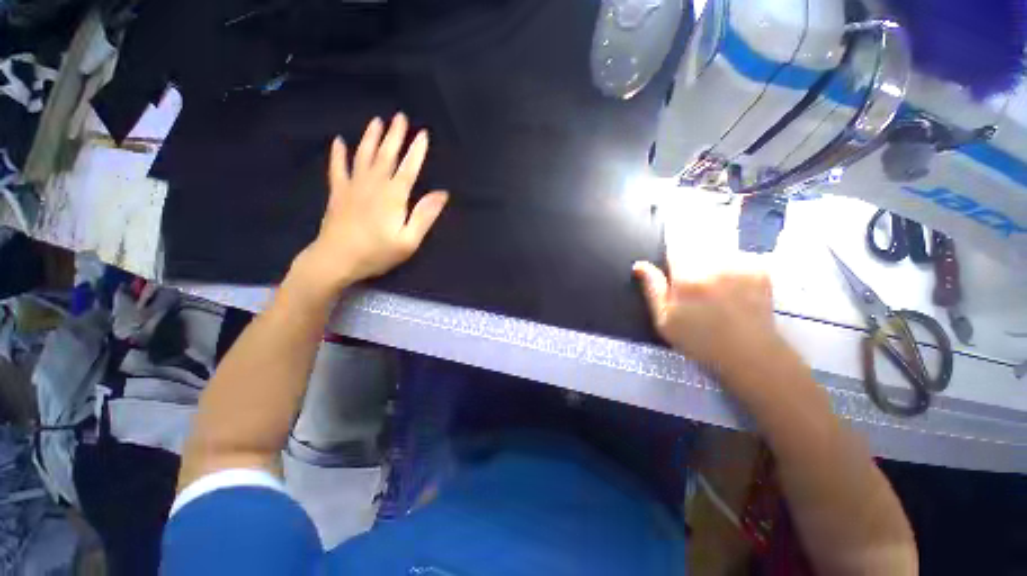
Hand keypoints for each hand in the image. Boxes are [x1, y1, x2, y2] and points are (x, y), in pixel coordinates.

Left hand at [292, 113, 448, 297]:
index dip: (417, 151)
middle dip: (394, 135)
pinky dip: (338, 154)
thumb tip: (441, 193)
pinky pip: (337, 169)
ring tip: (376, 121)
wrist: (335, 259)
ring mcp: (353, 187)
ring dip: (371, 138)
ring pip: (363, 156)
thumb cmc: (377, 253)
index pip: (409, 167)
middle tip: (400, 116)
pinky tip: (339, 142)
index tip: (423, 133)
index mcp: (393, 196)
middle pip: (386, 155)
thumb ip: (424, 215)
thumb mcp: (408, 240)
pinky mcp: (338, 193)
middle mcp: (374, 185)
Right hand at [632, 259, 796, 381]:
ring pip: (715, 249)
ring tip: (711, 287)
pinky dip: (728, 266)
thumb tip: (639, 265)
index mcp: (689, 278)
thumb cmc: (699, 340)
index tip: (671, 269)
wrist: (749, 354)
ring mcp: (741, 265)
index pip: (674, 247)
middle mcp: (716, 265)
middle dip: (689, 258)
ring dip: (708, 261)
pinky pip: (735, 256)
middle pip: (695, 244)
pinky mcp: (758, 269)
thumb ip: (652, 288)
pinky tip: (730, 287)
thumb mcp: (665, 320)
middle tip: (692, 285)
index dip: (670, 255)